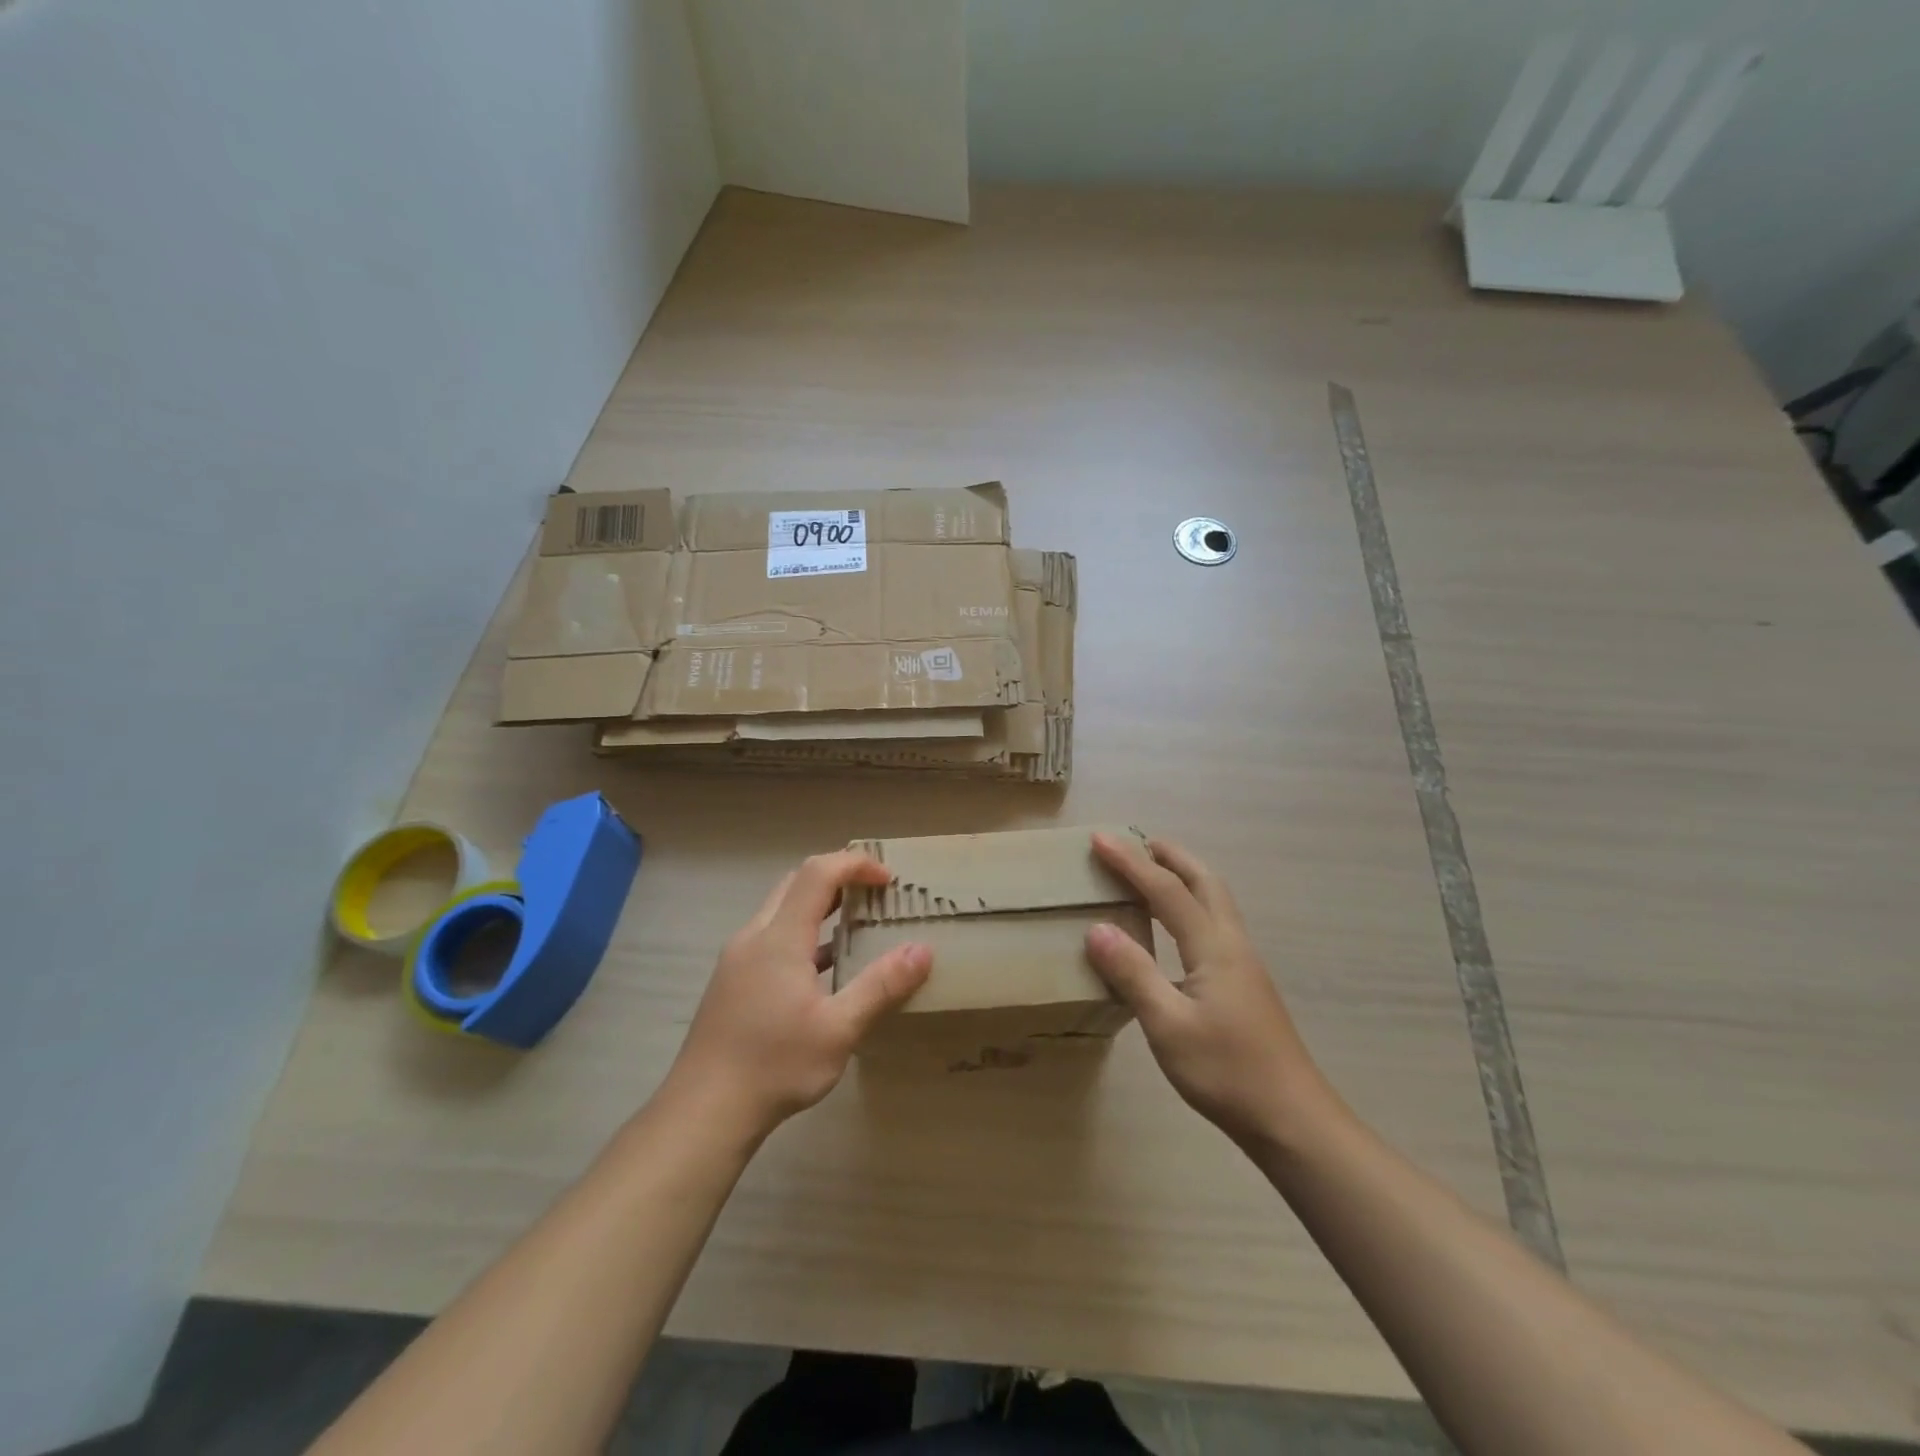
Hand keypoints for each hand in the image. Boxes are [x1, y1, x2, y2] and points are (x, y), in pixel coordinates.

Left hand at [666, 852, 932, 1140]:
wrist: (703, 1112)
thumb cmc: (774, 1066)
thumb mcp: (839, 1030)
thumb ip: (881, 986)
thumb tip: (922, 951)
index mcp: (779, 938)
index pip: (818, 874)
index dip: (855, 865)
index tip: (889, 880)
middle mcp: (754, 937)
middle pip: (796, 883)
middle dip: (838, 878)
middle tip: (874, 894)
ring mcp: (737, 959)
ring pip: (781, 911)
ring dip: (819, 907)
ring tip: (856, 926)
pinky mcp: (731, 981)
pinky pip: (771, 938)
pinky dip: (802, 934)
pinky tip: (823, 970)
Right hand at [1085, 833, 1334, 1148]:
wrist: (1292, 1119)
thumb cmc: (1226, 1071)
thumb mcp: (1168, 1025)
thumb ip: (1133, 973)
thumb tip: (1097, 928)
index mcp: (1213, 947)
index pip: (1166, 890)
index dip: (1131, 862)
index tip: (1100, 838)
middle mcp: (1232, 944)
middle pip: (1205, 882)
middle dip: (1171, 855)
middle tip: (1138, 841)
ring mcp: (1244, 965)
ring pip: (1215, 902)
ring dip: (1184, 877)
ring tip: (1153, 873)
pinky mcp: (1245, 985)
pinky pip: (1214, 924)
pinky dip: (1191, 905)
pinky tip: (1176, 929)